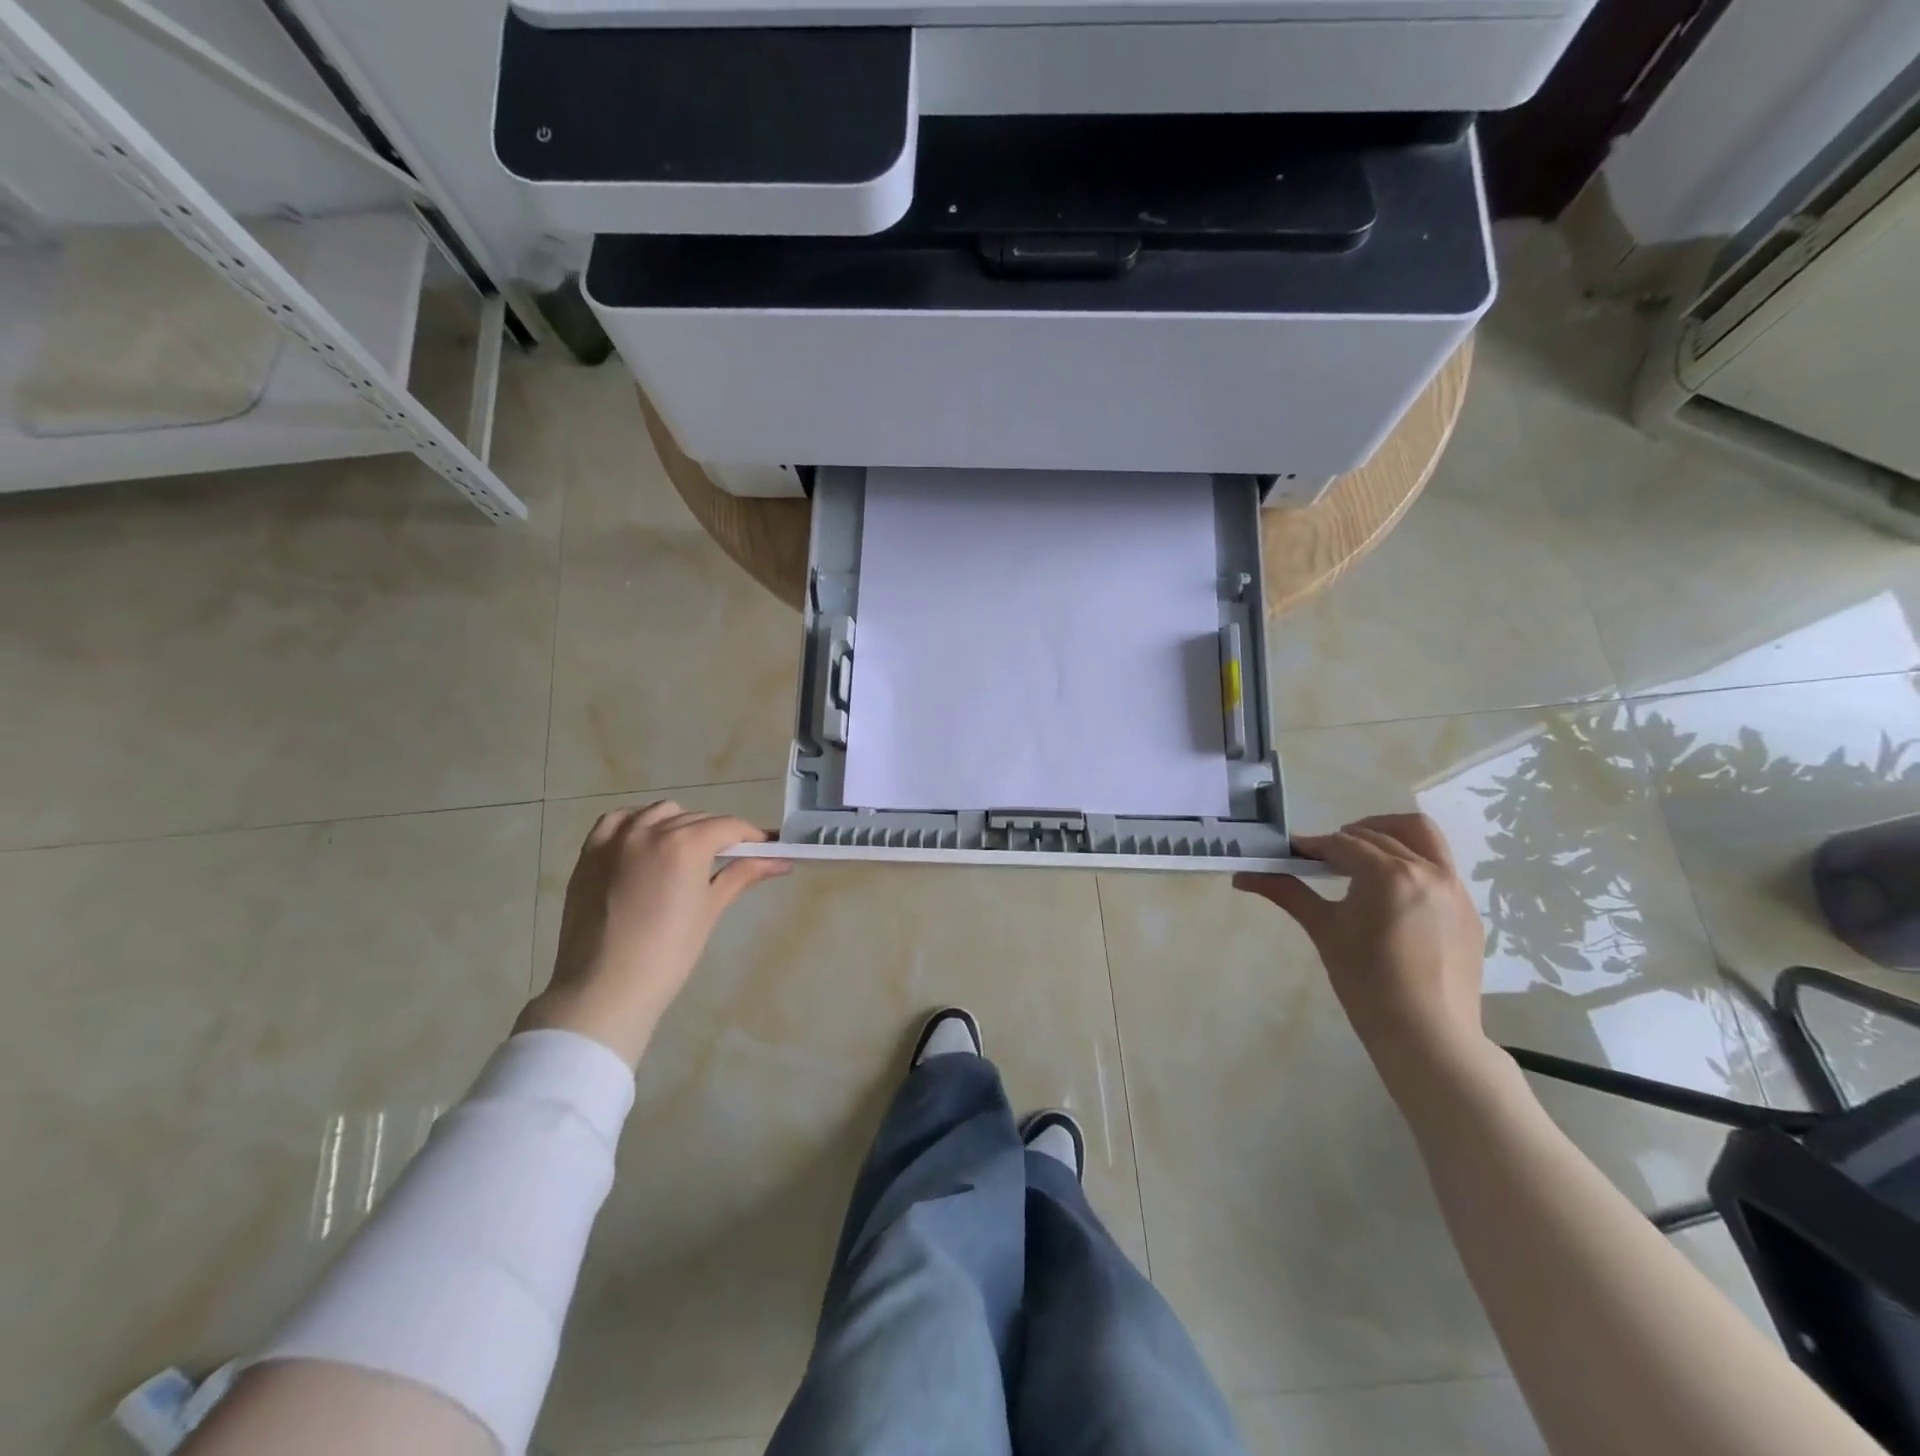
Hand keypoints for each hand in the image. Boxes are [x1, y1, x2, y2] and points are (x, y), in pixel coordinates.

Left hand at [517, 803, 790, 1066]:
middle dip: (718, 834)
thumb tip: (781, 861)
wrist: (605, 988)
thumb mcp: (710, 910)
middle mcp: (650, 830)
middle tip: (732, 858)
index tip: (766, 848)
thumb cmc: (668, 954)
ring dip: (680, 823)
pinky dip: (637, 822)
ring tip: (687, 852)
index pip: (728, 826)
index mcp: (685, 844)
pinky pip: (618, 820)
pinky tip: (646, 841)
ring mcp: (616, 838)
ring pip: (659, 813)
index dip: (752, 836)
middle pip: (696, 819)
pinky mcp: (590, 852)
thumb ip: (742, 875)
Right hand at [1235, 814, 1488, 1078]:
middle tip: (1321, 860)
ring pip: (1422, 836)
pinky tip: (1392, 891)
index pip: (1342, 844)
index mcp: (1389, 874)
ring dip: (1388, 833)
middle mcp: (1427, 870)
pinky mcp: (1467, 908)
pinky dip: (1412, 861)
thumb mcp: (1324, 930)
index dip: (1312, 846)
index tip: (1291, 853)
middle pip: (1380, 833)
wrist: (1427, 1034)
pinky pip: (1440, 866)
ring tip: (1363, 855)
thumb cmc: (1366, 981)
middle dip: (1346, 839)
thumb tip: (1242, 876)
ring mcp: (1454, 888)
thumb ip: (1287, 892)